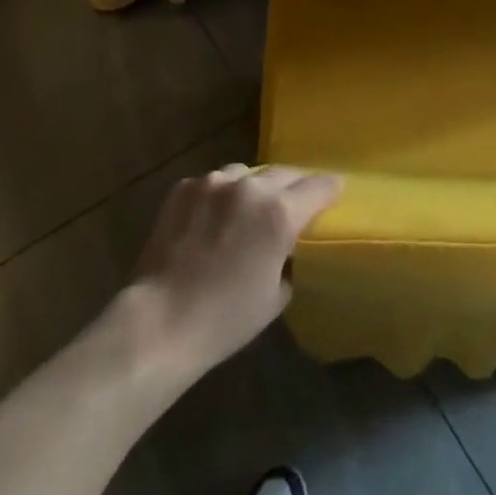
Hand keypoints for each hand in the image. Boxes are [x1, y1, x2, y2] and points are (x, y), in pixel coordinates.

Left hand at [129, 164, 341, 378]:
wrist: (160, 321)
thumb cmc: (226, 318)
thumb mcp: (275, 296)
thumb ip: (287, 259)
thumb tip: (284, 249)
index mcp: (280, 212)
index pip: (319, 186)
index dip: (330, 189)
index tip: (335, 191)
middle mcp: (251, 187)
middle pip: (285, 173)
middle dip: (294, 186)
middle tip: (295, 202)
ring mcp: (214, 183)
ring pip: (246, 173)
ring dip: (254, 188)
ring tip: (247, 209)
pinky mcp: (185, 187)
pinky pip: (213, 183)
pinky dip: (220, 196)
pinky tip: (212, 218)